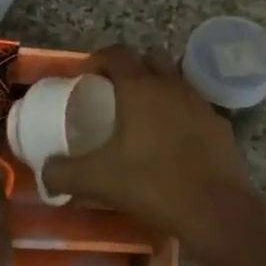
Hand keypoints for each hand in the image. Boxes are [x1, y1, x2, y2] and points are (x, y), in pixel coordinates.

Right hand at [46, 45, 265, 265]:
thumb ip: (63, 173)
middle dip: (131, 69)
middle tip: (113, 93)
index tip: (86, 76)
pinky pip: (194, 109)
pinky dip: (180, 116)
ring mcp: (201, 104)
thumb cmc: (152, 184)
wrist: (216, 211)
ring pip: (175, 83)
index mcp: (140, 88)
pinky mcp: (220, 126)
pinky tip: (172, 144)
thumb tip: (45, 172)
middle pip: (149, 60)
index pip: (116, 54)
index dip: (98, 59)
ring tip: (142, 118)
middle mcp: (172, 86)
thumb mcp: (98, 180)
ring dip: (157, 90)